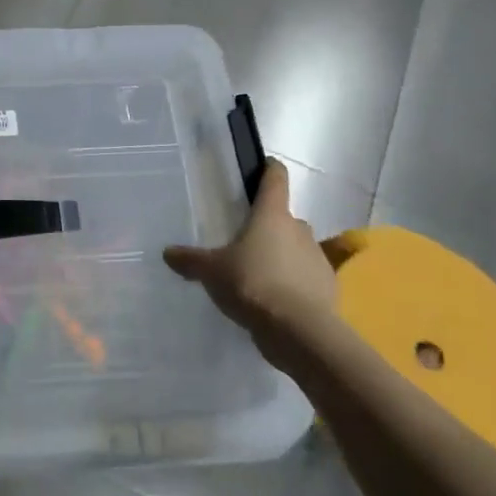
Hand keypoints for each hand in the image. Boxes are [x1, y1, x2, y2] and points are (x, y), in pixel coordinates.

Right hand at [163, 161, 339, 374]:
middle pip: (284, 218)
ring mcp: (317, 258)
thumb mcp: (211, 271)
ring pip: (297, 248)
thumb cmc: (251, 283)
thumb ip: (190, 260)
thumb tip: (167, 252)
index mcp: (272, 215)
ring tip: (259, 275)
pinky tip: (276, 300)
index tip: (265, 165)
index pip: (275, 179)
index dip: (269, 169)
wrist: (297, 330)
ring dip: (282, 255)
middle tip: (246, 240)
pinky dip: (294, 283)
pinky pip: (306, 277)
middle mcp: (299, 229)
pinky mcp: (327, 287)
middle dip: (268, 225)